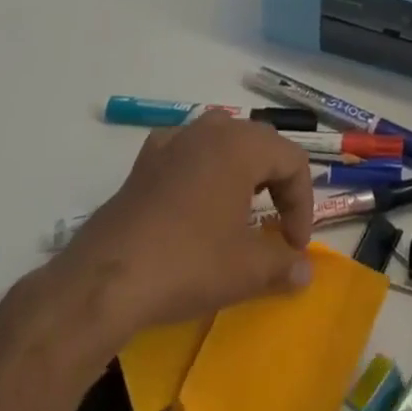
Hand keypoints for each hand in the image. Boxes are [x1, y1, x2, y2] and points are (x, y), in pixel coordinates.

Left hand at [53, 114, 314, 337]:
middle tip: (277, 225)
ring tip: (242, 205)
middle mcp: (212, 130)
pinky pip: (186, 151)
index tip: (295, 246)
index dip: (303, 204)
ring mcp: (174, 141)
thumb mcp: (245, 270)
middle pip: (262, 144)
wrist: (105, 280)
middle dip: (277, 183)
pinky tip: (194, 194)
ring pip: (223, 139)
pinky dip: (200, 167)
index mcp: (243, 145)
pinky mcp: (145, 162)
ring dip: (241, 169)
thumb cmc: (187, 264)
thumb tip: (306, 272)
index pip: (293, 161)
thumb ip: (283, 266)